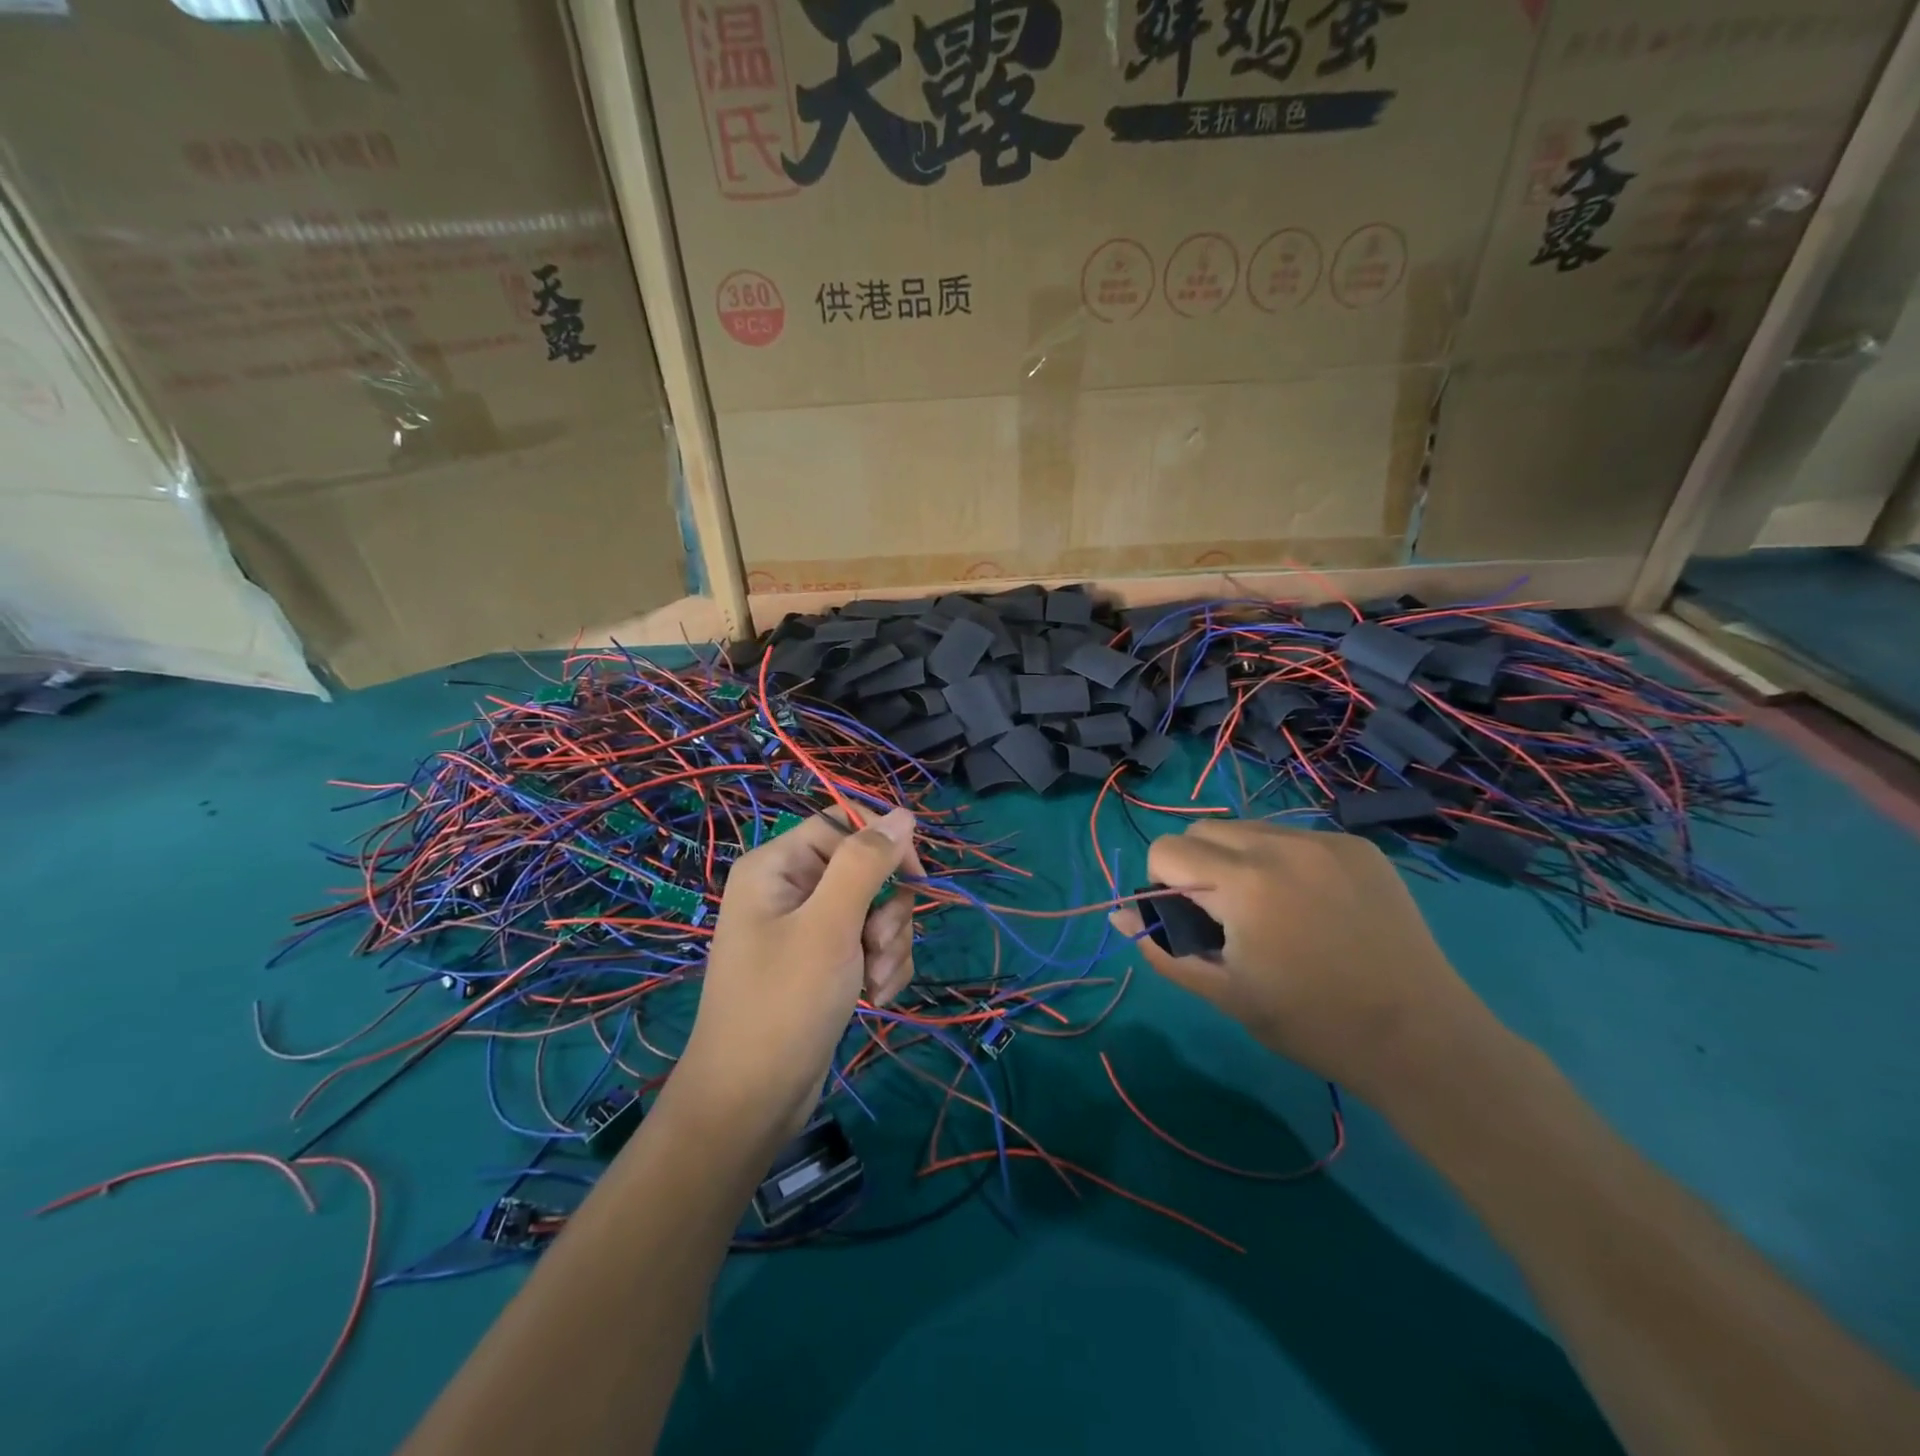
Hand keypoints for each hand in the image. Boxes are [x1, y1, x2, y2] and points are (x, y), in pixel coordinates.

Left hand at [668, 808, 920, 1146]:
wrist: (752, 1101)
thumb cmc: (785, 1004)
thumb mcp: (830, 926)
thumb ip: (865, 863)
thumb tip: (902, 814)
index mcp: (777, 866)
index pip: (845, 826)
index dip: (884, 847)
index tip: (915, 880)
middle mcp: (791, 889)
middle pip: (867, 871)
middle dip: (886, 913)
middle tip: (876, 949)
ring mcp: (808, 928)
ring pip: (877, 910)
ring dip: (889, 947)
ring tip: (872, 984)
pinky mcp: (824, 962)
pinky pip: (871, 944)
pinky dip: (881, 969)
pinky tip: (873, 998)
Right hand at [1111, 820, 1490, 1099]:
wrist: (1421, 1037)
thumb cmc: (1312, 1023)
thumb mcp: (1225, 994)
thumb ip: (1164, 948)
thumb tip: (1121, 915)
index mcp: (1242, 883)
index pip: (1166, 849)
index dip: (1162, 884)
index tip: (1189, 921)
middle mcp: (1279, 845)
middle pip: (1202, 829)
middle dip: (1194, 864)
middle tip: (1223, 915)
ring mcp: (1324, 841)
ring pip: (1247, 828)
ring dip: (1236, 858)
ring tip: (1268, 908)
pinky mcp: (1357, 847)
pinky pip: (1293, 837)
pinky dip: (1280, 860)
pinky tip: (1310, 904)